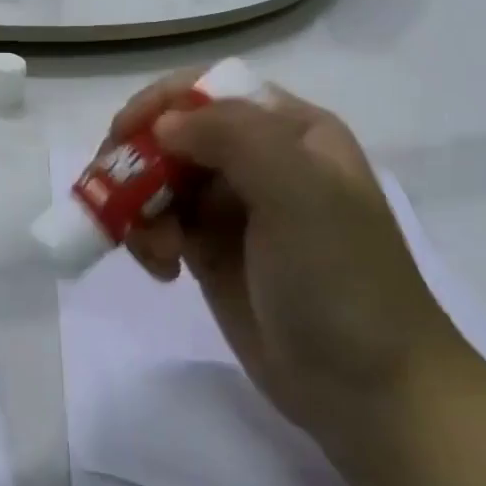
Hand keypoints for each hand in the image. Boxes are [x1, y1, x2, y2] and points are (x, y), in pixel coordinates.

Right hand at [105, 73, 465, 449]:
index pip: (209, 91)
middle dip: (140, 162)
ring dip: (139, 207)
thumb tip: (162, 125)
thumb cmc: (341, 281)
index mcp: (289, 131)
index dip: (161, 104)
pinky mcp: (210, 249)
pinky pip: (158, 223)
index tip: (125, 135)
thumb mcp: (299, 194)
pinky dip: (147, 239)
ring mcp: (232, 206)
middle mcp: (259, 159)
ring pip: (158, 179)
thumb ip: (233, 138)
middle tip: (115, 195)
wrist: (370, 394)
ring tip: (153, 249)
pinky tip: (162, 269)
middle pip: (174, 134)